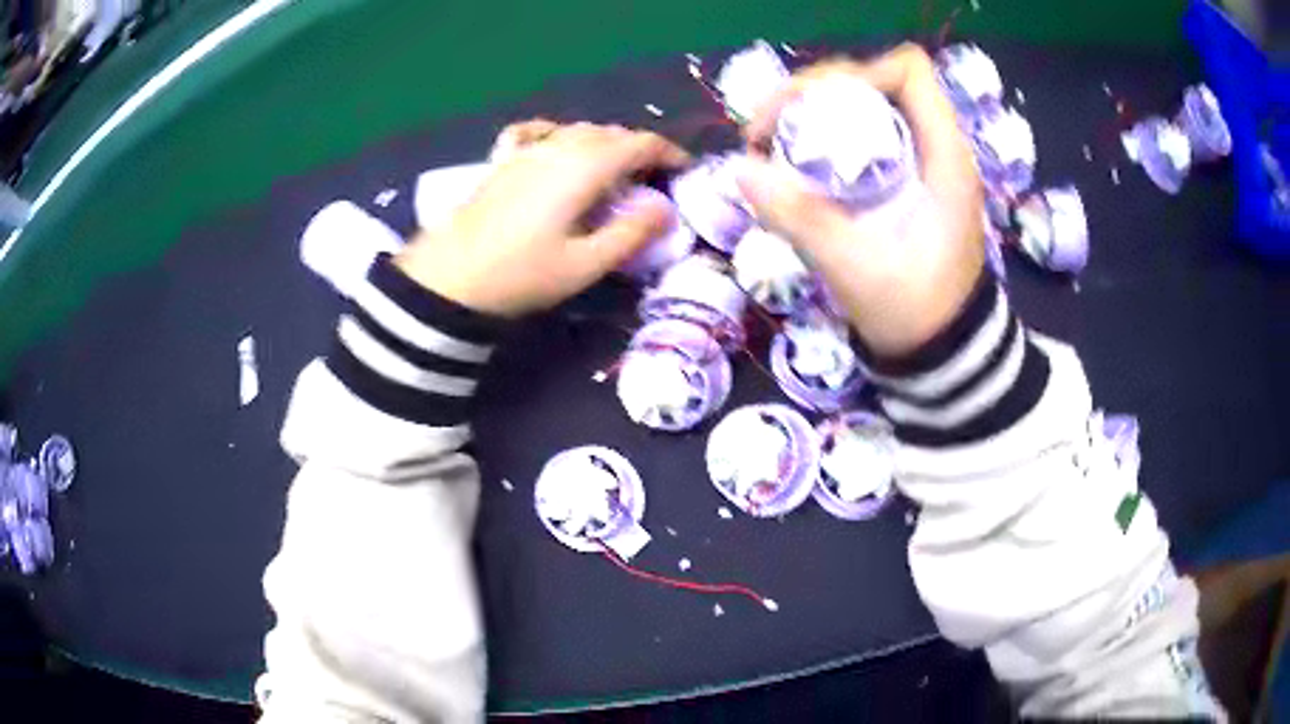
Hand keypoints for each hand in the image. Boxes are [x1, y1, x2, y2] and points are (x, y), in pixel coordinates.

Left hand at [396, 121, 688, 316]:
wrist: (450, 277)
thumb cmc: (521, 274)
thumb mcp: (584, 264)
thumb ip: (630, 234)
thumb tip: (667, 210)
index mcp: (585, 167)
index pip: (639, 143)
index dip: (668, 153)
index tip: (684, 171)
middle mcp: (559, 146)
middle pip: (611, 133)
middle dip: (639, 149)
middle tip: (652, 180)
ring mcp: (527, 149)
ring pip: (578, 130)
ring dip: (605, 143)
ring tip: (614, 170)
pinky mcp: (504, 160)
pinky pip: (537, 131)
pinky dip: (559, 133)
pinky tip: (558, 147)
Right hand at [737, 43, 983, 357]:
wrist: (943, 352)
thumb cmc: (914, 312)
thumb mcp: (855, 268)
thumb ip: (800, 218)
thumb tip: (739, 170)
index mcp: (944, 157)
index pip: (909, 71)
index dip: (856, 72)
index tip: (807, 108)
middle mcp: (936, 147)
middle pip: (875, 81)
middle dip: (816, 91)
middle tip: (766, 127)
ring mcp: (922, 162)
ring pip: (865, 105)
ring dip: (813, 113)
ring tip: (769, 143)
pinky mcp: (907, 179)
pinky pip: (862, 135)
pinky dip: (824, 138)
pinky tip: (794, 164)